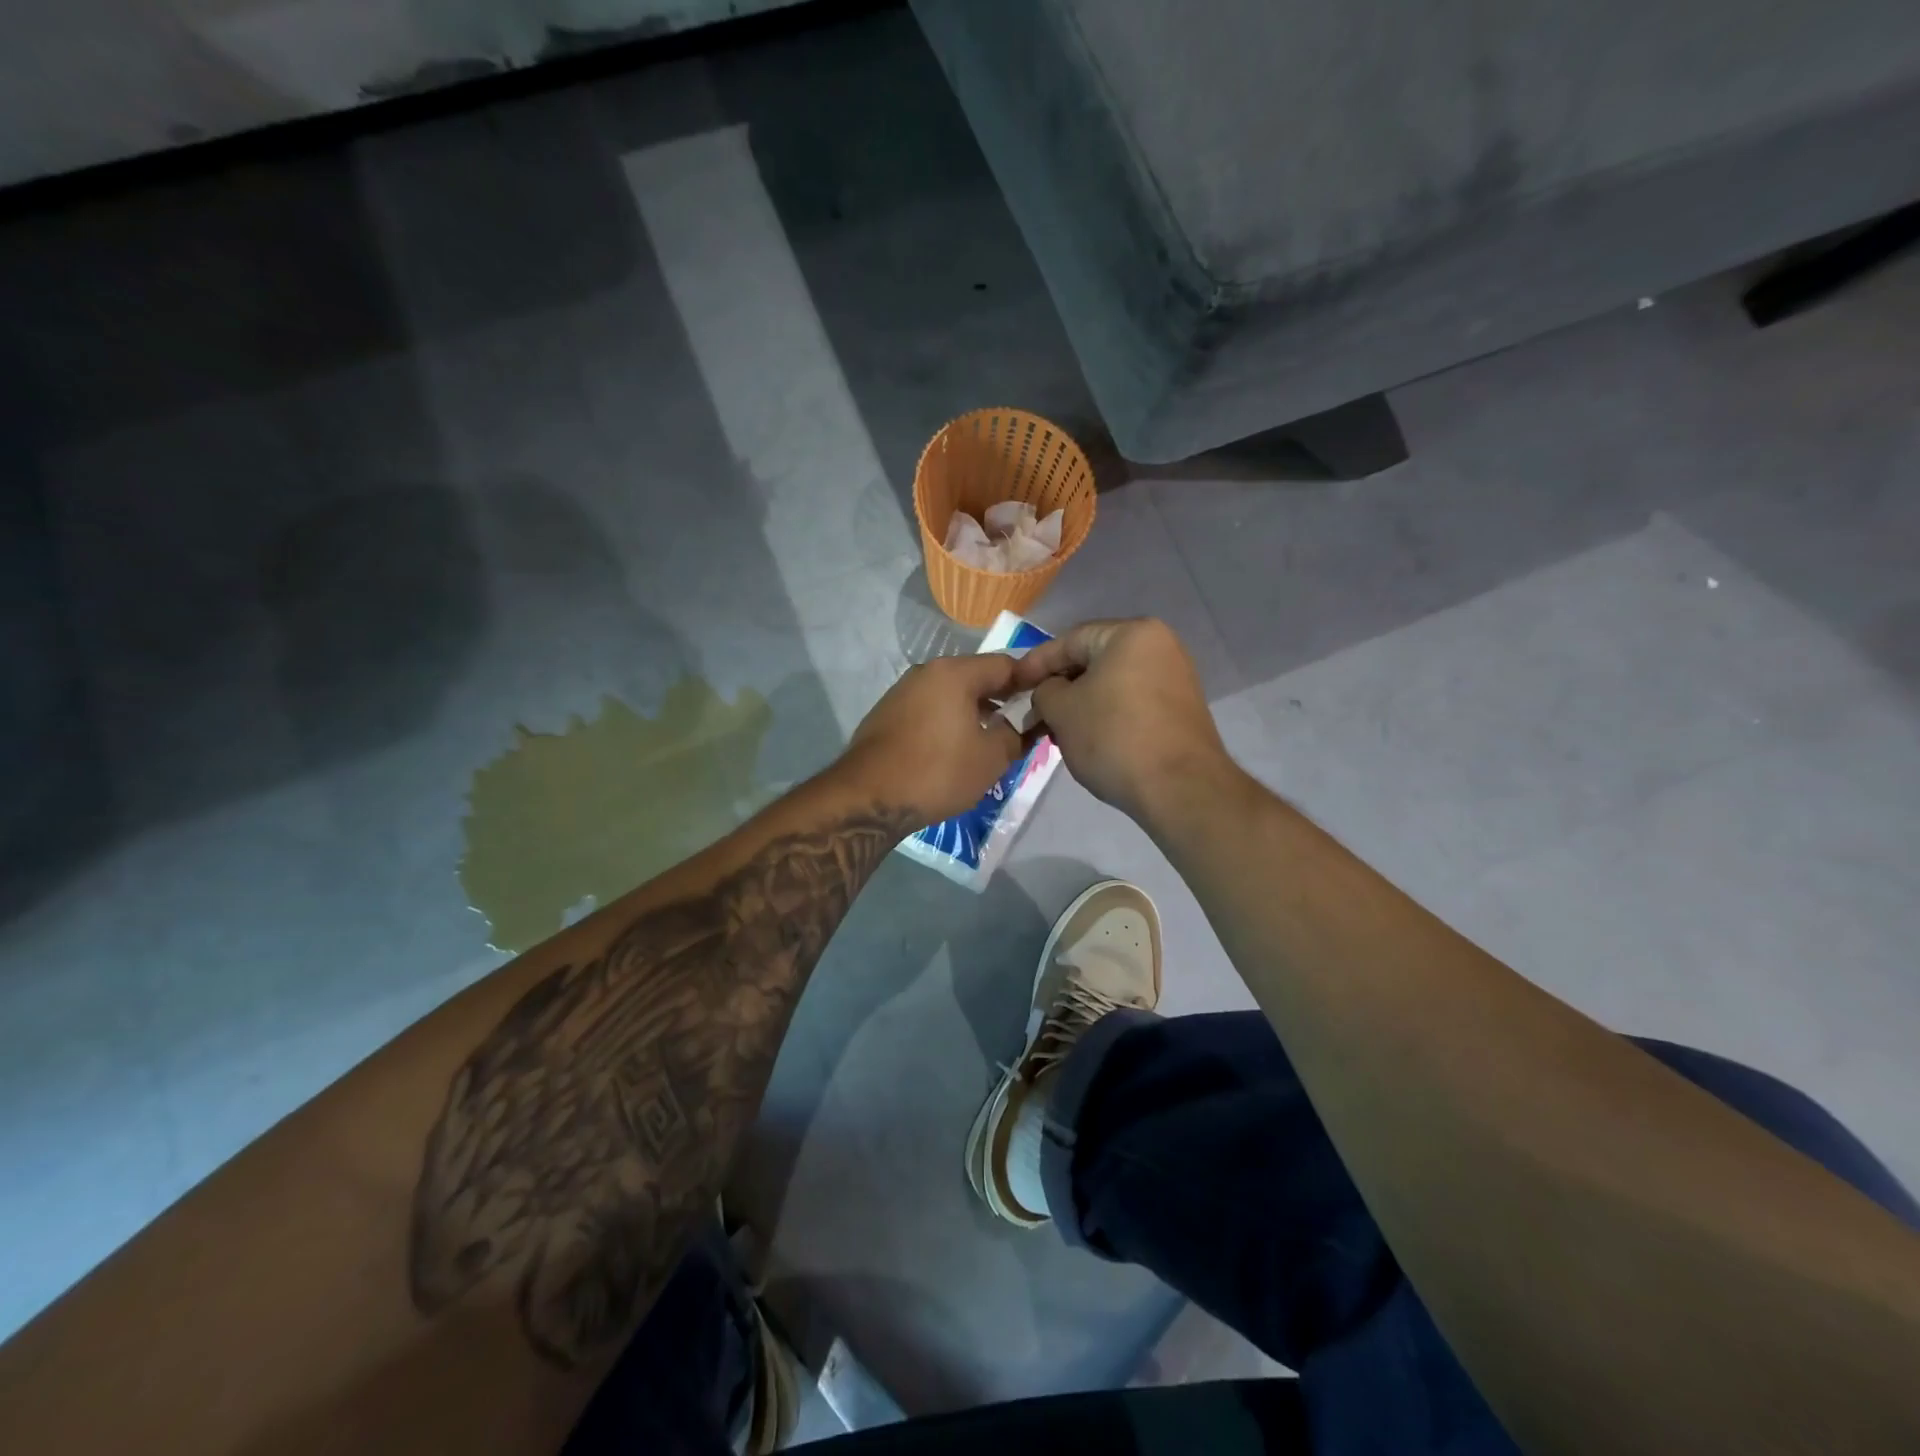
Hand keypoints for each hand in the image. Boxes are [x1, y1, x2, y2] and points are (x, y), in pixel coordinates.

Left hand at [841, 655, 1026, 826]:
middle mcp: (927, 672)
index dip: (1031, 683)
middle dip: (1002, 699)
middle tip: (1022, 726)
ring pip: (951, 695)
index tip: (1046, 704)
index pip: (1006, 665)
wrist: (869, 797)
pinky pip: (930, 710)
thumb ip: (1017, 733)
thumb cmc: (938, 771)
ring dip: (975, 712)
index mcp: (955, 673)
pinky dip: (949, 722)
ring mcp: (902, 692)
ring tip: (991, 741)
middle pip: (976, 677)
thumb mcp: (992, 757)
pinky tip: (955, 749)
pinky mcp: (886, 715)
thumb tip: (1027, 724)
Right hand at [1011, 618, 1230, 823]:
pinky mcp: (1180, 708)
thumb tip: (1050, 692)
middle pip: (1093, 659)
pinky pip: (1132, 701)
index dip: (1035, 663)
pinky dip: (1106, 713)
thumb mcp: (1061, 710)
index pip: (1070, 640)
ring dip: (1081, 702)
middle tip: (1033, 708)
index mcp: (1131, 633)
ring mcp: (1175, 677)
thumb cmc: (1114, 737)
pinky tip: (1088, 737)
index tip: (1012, 685)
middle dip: (1059, 684)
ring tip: (1056, 727)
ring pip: (1112, 682)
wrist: (1179, 788)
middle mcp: (1159, 645)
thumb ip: (1044, 691)